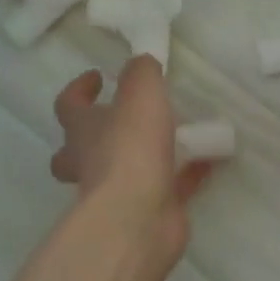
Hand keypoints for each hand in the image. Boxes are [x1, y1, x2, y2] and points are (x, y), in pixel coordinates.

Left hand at [50, 57, 213, 258]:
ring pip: (124, 171)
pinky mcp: (149, 209)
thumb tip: (142, 64)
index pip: (68, 106)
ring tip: (180, 135)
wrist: (139, 216)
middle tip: (122, 120)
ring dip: (146, 154)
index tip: (98, 76)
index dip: (79, 89)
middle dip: (95, 136)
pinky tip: (210, 159)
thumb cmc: (131, 148)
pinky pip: (169, 186)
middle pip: (78, 150)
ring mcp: (118, 192)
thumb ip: (142, 73)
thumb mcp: (140, 93)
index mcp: (83, 132)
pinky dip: (187, 172)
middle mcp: (92, 163)